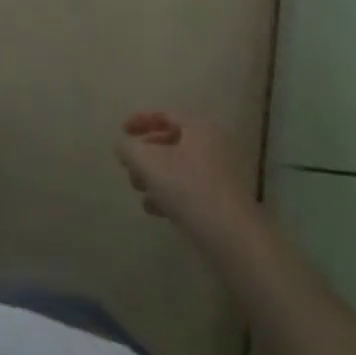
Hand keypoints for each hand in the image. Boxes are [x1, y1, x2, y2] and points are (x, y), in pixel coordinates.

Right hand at [116, 111, 258, 244]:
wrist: (234, 240)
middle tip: (129, 166)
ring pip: (179, 167)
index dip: (140, 120)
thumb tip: (122, 146)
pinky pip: (191, 188)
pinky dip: (170, 193)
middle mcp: (214, 145)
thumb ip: (129, 149)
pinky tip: (154, 209)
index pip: (165, 114)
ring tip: (138, 190)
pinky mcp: (223, 201)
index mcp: (200, 128)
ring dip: (155, 176)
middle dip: (145, 154)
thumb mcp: (148, 163)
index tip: (122, 132)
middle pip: (171, 141)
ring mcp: (222, 175)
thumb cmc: (189, 189)